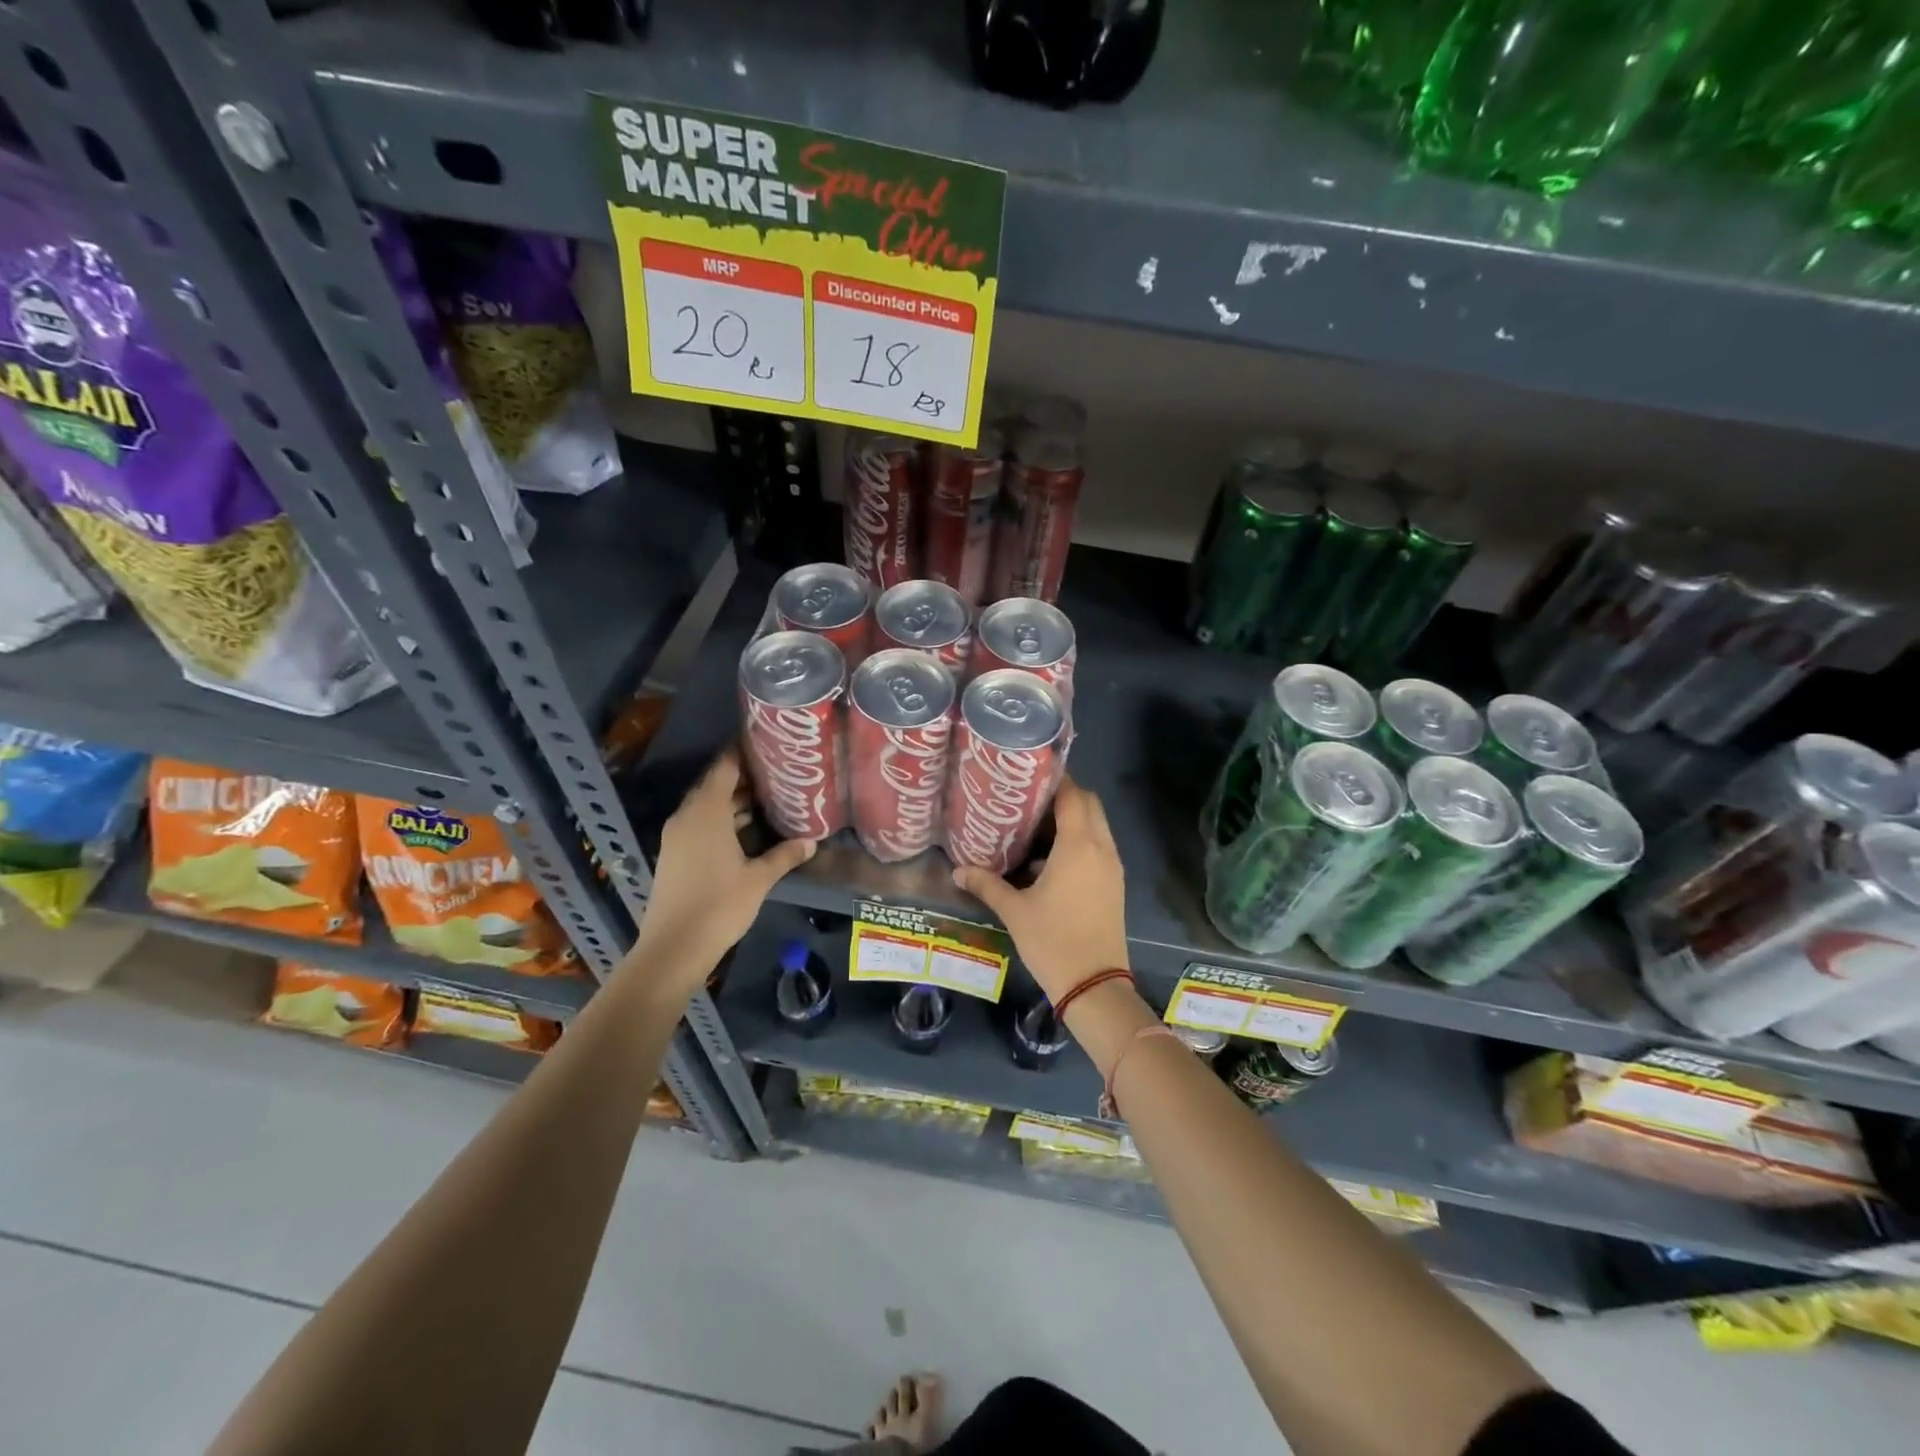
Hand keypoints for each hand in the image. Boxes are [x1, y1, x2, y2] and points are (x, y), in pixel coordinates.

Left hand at [632, 749, 815, 982]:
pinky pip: (700, 824)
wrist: (674, 948)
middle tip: (777, 771)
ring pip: (707, 806)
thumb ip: (784, 855)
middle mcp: (688, 817)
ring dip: (733, 801)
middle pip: (715, 785)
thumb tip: (812, 841)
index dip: (743, 753)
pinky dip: (722, 820)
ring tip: (769, 797)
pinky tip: (746, 830)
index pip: (724, 768)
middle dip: (744, 777)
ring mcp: (677, 836)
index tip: (766, 743)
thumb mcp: (759, 879)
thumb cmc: (720, 906)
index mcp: (706, 812)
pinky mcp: (674, 854)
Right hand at [951, 777, 1129, 1000]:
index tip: (1029, 774)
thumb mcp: (1014, 910)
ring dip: (1073, 818)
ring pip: (1097, 825)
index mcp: (1079, 845)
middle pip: (1089, 804)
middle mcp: (1101, 848)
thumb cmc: (1053, 941)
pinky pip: (1099, 846)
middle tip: (1029, 798)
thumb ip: (986, 884)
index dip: (1054, 779)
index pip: (1073, 795)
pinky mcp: (1115, 884)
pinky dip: (1080, 839)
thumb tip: (957, 871)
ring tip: (1035, 824)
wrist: (1095, 985)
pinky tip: (1049, 857)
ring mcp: (1112, 866)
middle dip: (1064, 795)